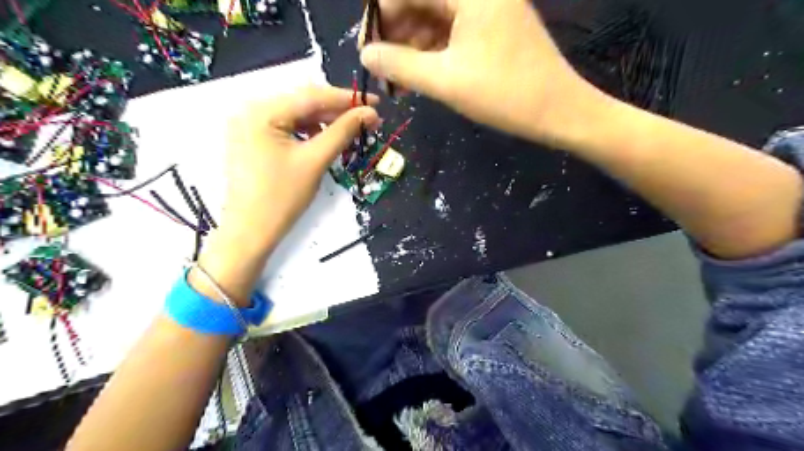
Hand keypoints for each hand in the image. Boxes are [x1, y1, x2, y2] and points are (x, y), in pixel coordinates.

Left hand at [194, 85, 382, 306]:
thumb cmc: (282, 198)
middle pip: (303, 103)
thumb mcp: (315, 161)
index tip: (376, 102)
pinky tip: (324, 141)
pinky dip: (308, 132)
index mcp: (262, 111)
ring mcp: (249, 125)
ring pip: (296, 116)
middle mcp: (251, 110)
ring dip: (324, 122)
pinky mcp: (253, 140)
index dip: (347, 98)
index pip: (312, 96)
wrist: (251, 232)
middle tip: (367, 121)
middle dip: (337, 112)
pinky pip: (286, 128)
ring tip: (349, 134)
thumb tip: (370, 113)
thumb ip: (343, 132)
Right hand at [361, 0, 605, 145]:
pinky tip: (421, 74)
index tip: (366, 52)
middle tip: (383, 71)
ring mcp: (488, 7)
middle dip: (396, 34)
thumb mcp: (445, 81)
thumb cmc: (504, 94)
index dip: (379, 18)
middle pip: (421, 1)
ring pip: (435, 18)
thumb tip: (365, 56)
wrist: (559, 111)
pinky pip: (453, 31)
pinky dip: (433, 51)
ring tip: (399, 79)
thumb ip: (399, 65)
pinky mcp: (494, 26)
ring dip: (413, 46)